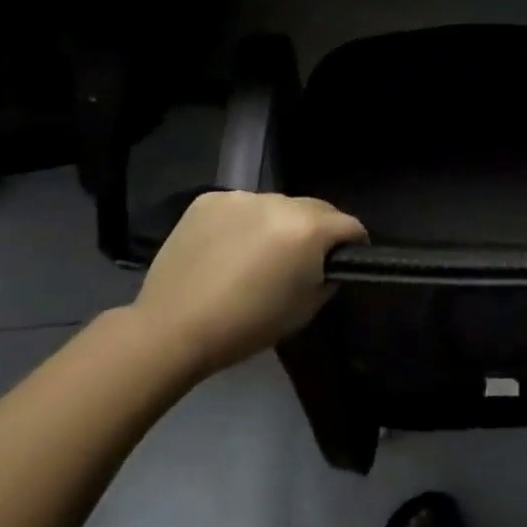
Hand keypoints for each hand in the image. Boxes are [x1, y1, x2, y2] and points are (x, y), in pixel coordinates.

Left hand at [132, 191, 365, 376]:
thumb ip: (328, 276)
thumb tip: (329, 262)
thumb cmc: (248, 326)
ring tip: (257, 254)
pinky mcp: (209, 200)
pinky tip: (226, 248)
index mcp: (310, 228)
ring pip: (276, 206)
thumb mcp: (306, 308)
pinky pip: (241, 207)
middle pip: (316, 209)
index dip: (354, 244)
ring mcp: (243, 196)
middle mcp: (281, 201)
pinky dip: (243, 222)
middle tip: (301, 259)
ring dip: (278, 224)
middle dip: (317, 230)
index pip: (350, 225)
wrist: (172, 330)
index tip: (345, 260)